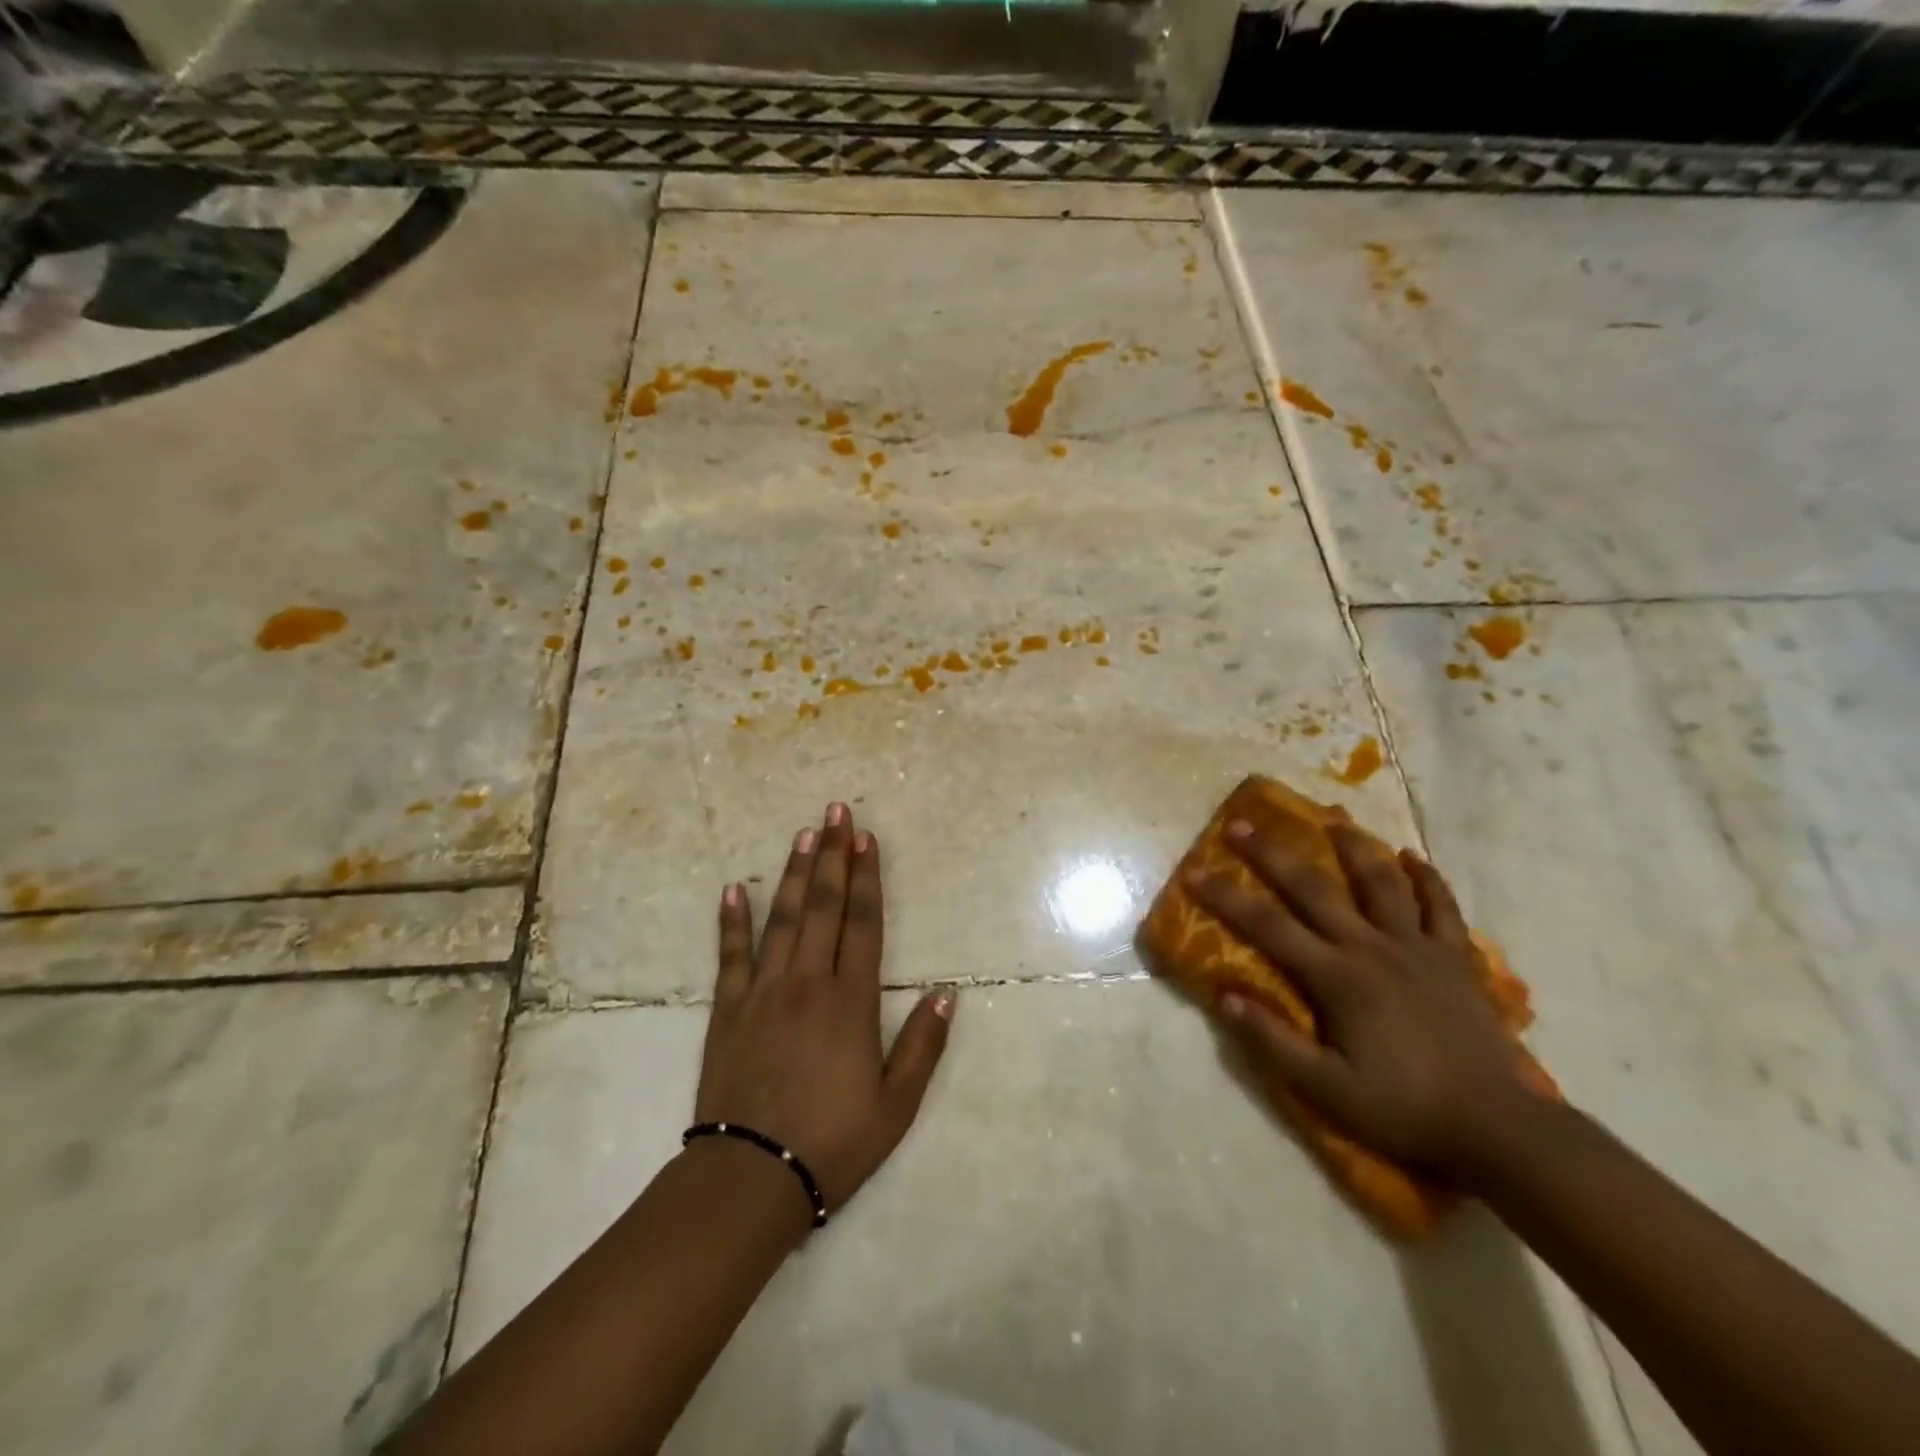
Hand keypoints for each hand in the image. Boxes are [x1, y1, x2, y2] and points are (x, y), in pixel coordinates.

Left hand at [694, 802, 954, 1214]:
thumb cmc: (833, 1142)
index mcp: (850, 1001)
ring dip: (792, 873)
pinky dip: (731, 921)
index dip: (866, 877)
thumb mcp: (897, 1105)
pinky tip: (734, 889)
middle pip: (822, 906)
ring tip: (802, 833)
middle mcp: (807, 982)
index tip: (865, 838)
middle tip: (835, 811)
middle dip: (831, 855)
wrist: (751, 1178)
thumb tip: (948, 993)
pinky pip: (730, 955)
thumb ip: (924, 1045)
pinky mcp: (728, 1009)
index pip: (863, 923)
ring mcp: (763, 992)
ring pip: (781, 918)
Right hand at [1189, 819, 1539, 1184]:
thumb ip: (1273, 1042)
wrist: (1499, 1128)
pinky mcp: (1456, 960)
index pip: (1268, 926)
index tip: (1195, 871)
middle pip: (1314, 888)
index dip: (1227, 897)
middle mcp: (1372, 948)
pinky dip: (1426, 879)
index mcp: (1337, 977)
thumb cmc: (1405, 1109)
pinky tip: (1412, 858)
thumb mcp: (1327, 1089)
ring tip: (1333, 821)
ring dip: (1354, 848)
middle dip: (1273, 853)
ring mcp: (1418, 949)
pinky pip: (1441, 908)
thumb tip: (1223, 996)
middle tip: (1242, 823)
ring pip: (1382, 883)